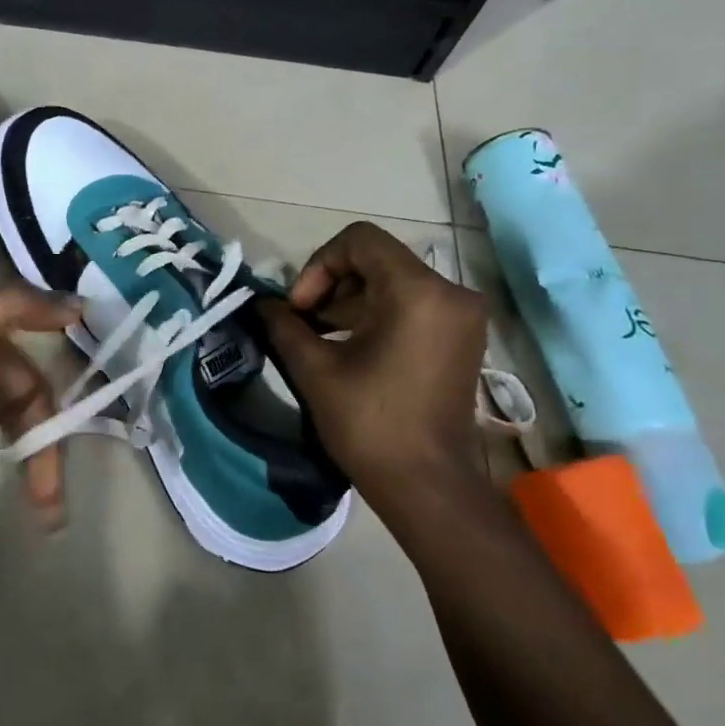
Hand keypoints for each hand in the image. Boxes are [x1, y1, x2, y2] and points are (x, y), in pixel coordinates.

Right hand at [257, 222, 488, 500]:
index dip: (318, 265)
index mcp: (419, 292)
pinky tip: (347, 346)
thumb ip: (284, 325)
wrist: (427, 484)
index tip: (300, 308)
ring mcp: (461, 316)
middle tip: (303, 323)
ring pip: (393, 282)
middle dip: (331, 284)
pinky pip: (411, 304)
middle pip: (377, 259)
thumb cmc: (369, 423)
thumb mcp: (315, 369)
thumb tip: (262, 304)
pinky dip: (375, 314)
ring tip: (318, 337)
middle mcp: (450, 293)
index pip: (359, 241)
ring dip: (350, 301)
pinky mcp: (461, 338)